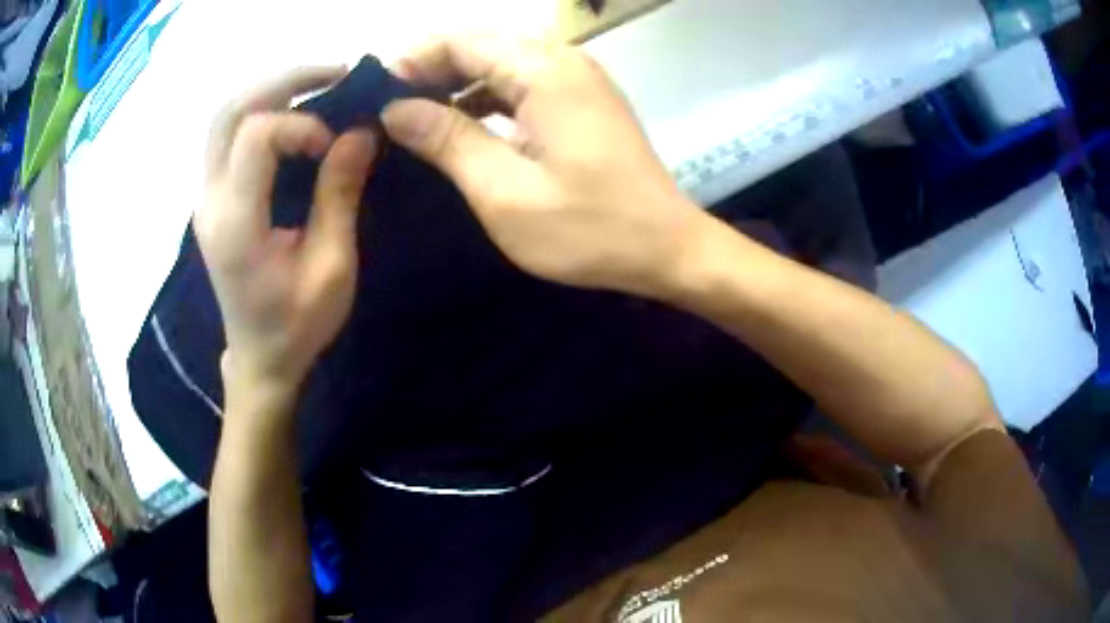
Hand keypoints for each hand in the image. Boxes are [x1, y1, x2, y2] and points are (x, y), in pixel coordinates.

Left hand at [197, 67, 378, 398]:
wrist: (259, 357)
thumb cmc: (298, 324)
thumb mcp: (332, 266)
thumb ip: (340, 194)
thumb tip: (361, 131)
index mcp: (236, 224)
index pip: (255, 136)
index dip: (301, 125)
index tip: (336, 145)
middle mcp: (210, 202)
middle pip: (229, 111)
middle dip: (283, 81)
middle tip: (335, 73)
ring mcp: (205, 198)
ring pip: (223, 117)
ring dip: (270, 90)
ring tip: (317, 85)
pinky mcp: (212, 198)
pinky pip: (227, 136)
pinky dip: (261, 111)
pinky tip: (294, 113)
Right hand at [382, 36, 708, 296]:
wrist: (667, 248)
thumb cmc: (589, 229)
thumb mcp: (504, 191)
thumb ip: (447, 140)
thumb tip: (395, 108)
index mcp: (543, 70)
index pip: (460, 40)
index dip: (412, 60)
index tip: (375, 96)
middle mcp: (562, 59)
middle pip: (479, 44)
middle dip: (430, 70)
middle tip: (388, 110)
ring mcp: (577, 78)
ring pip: (499, 62)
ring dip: (456, 83)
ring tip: (414, 119)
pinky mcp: (582, 100)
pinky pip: (521, 82)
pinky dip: (486, 97)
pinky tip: (461, 125)